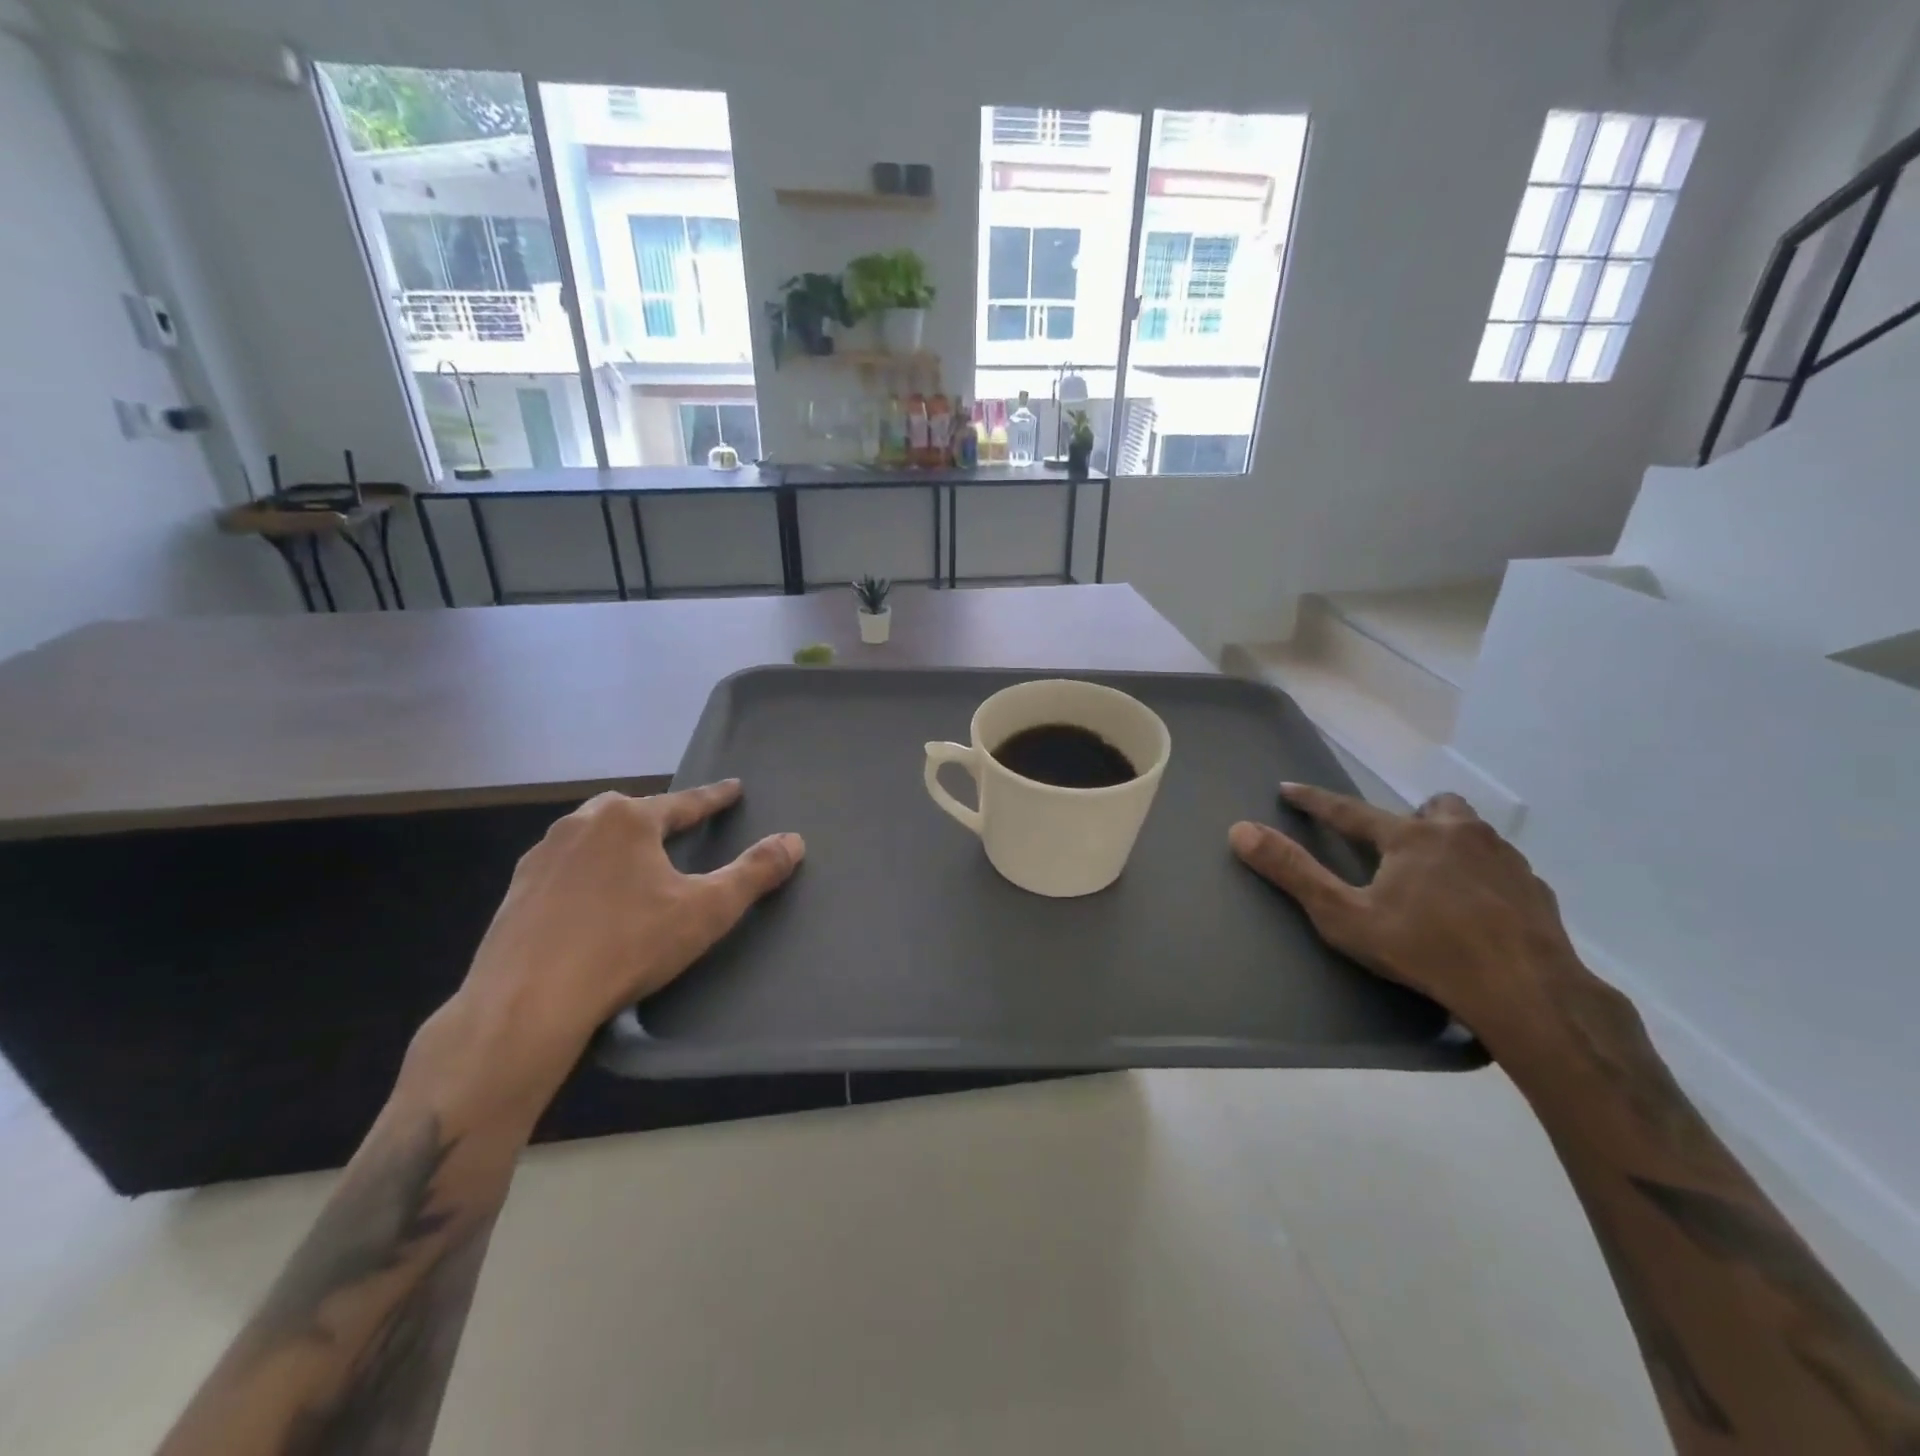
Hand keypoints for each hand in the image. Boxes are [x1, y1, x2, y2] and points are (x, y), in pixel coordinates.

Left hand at [418, 781, 802, 1110]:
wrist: (525, 1003)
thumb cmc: (627, 946)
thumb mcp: (707, 910)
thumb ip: (754, 872)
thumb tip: (795, 840)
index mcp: (627, 819)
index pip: (685, 802)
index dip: (715, 798)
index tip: (734, 788)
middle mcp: (581, 824)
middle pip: (632, 813)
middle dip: (659, 818)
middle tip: (681, 828)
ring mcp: (541, 856)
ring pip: (593, 837)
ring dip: (619, 845)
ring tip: (637, 865)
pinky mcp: (516, 891)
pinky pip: (565, 868)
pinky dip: (588, 874)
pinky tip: (593, 901)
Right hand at [1228, 784, 1581, 1045]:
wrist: (1528, 995)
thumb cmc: (1426, 951)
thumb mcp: (1345, 916)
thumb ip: (1293, 872)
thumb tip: (1240, 830)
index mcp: (1410, 838)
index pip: (1348, 810)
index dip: (1314, 801)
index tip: (1288, 788)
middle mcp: (1459, 834)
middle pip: (1432, 807)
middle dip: (1410, 818)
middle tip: (1396, 848)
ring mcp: (1505, 859)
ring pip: (1472, 831)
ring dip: (1450, 842)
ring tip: (1437, 877)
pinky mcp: (1537, 889)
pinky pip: (1501, 866)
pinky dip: (1482, 875)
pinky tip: (1478, 908)